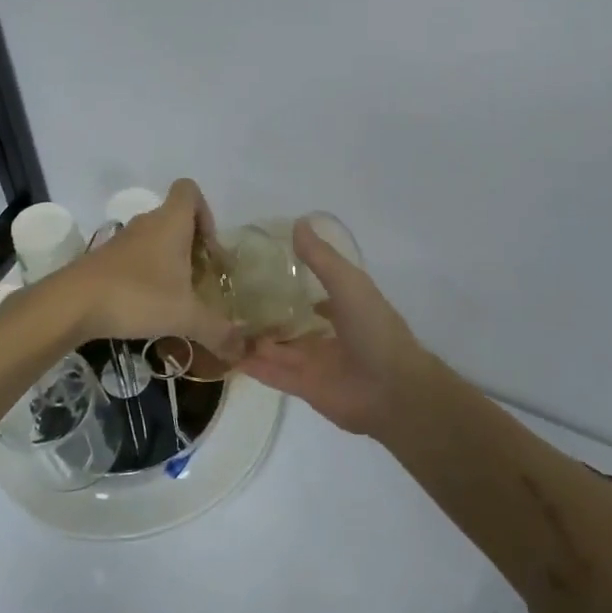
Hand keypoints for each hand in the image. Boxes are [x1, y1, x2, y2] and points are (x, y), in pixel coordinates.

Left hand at [58, 180, 243, 356]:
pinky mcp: (104, 260)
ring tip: (177, 298)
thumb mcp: (185, 316)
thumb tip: (243, 350)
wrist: (71, 304)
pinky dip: (147, 275)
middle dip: (192, 246)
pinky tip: (148, 307)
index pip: (189, 191)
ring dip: (169, 262)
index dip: (206, 212)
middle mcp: (147, 224)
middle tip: (200, 280)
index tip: (209, 248)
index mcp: (171, 222)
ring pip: (155, 240)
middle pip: (175, 219)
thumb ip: (217, 330)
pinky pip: (135, 258)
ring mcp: (122, 241)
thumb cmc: (137, 296)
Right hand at [235, 220, 437, 437]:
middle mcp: (328, 334)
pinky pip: (272, 374)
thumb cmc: (374, 329)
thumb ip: (321, 258)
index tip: (256, 268)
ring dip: (253, 338)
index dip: (288, 280)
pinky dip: (252, 366)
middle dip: (265, 312)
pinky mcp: (304, 387)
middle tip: (227, 297)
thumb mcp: (348, 283)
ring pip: (277, 348)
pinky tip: (227, 354)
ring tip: (219, 322)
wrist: (392, 389)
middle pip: (290, 321)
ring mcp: (315, 362)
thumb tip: (298, 223)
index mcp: (343, 307)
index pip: (312, 290)